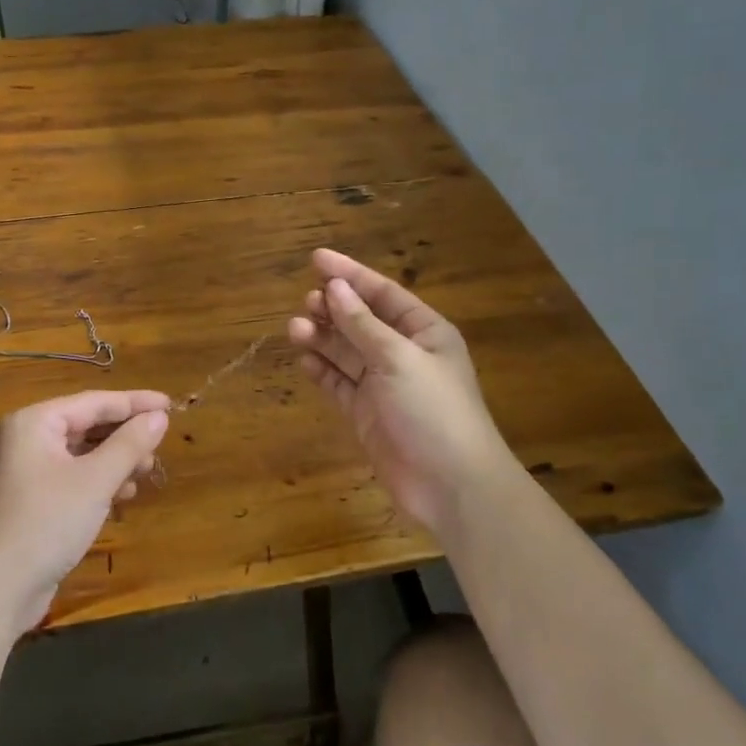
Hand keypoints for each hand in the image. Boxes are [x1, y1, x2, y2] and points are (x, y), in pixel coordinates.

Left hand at [0, 390, 170, 635]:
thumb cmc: (47, 523)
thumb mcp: (96, 480)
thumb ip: (130, 444)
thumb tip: (159, 417)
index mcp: (34, 422)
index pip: (93, 402)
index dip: (134, 403)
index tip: (169, 405)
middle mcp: (25, 439)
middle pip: (86, 425)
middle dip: (125, 435)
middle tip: (160, 444)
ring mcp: (25, 470)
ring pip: (81, 452)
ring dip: (115, 460)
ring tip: (146, 471)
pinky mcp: (30, 499)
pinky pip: (72, 475)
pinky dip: (98, 480)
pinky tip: (123, 494)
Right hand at [287, 249, 511, 533]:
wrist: (450, 485)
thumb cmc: (433, 411)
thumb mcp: (398, 358)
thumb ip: (362, 324)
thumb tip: (335, 288)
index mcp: (424, 332)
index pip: (383, 293)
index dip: (350, 274)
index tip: (316, 259)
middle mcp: (404, 354)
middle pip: (362, 321)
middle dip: (334, 308)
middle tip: (306, 301)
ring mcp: (384, 385)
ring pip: (346, 352)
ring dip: (323, 337)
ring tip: (295, 328)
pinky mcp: (367, 414)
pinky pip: (340, 383)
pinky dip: (323, 370)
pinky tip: (304, 359)